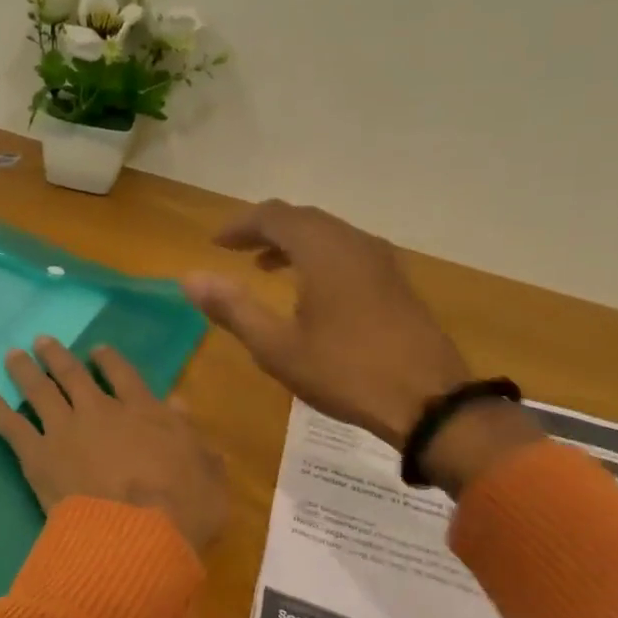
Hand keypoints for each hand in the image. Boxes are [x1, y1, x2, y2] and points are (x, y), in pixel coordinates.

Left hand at [0, 336, 227, 552]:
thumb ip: (195, 439)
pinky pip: (12, 427)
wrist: (135, 536)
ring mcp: (65, 431)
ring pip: (40, 391)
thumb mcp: (208, 473)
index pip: (124, 375)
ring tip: (12, 356)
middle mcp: (100, 412)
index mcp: (144, 412)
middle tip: (42, 341)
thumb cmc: (183, 509)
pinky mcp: (38, 456)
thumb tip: (180, 406)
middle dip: (57, 356)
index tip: (97, 349)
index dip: (109, 360)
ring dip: (25, 372)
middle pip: (74, 375)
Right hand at [184, 202, 544, 491]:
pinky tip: (310, 288)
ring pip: (328, 233)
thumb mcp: (277, 347)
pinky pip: (347, 250)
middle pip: (303, 218)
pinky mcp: (395, 281)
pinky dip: (318, 256)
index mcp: (323, 251)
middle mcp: (354, 242)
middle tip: (235, 250)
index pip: (273, 217)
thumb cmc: (344, 372)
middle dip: (265, 229)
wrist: (428, 400)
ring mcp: (381, 260)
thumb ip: (233, 308)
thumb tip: (189, 278)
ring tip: (265, 266)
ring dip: (292, 242)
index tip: (214, 243)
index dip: (240, 225)